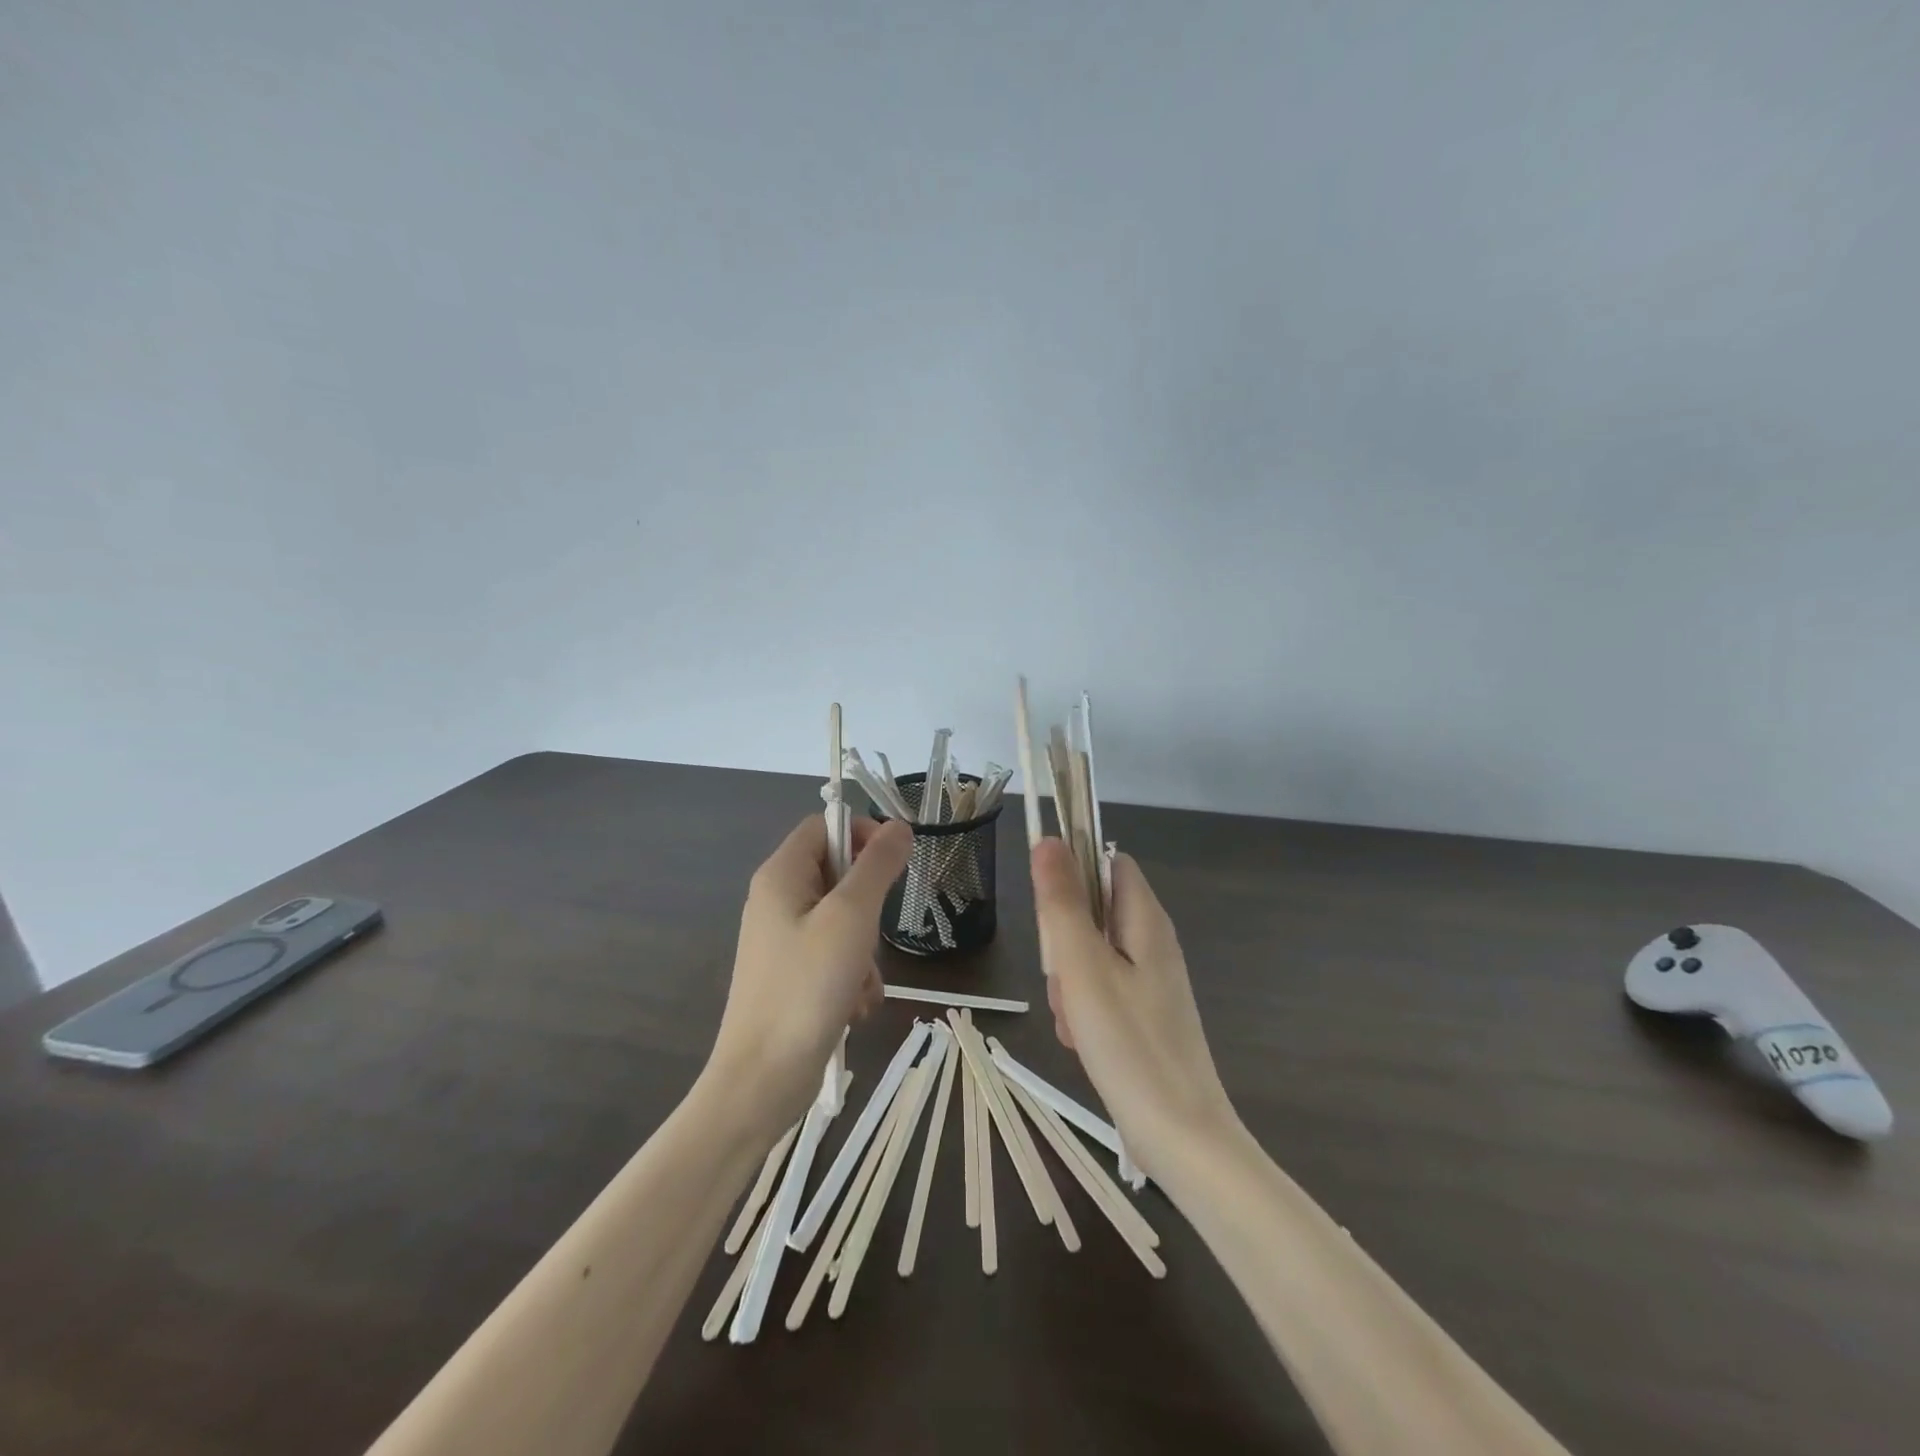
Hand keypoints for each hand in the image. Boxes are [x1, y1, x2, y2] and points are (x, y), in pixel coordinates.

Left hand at [704, 813, 912, 1139]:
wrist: (763, 1078)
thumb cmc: (806, 986)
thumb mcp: (850, 917)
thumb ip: (877, 866)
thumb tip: (899, 825)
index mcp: (781, 875)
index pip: (824, 826)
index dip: (861, 834)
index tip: (893, 863)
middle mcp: (777, 901)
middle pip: (837, 874)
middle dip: (867, 905)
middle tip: (872, 932)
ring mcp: (783, 940)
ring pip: (843, 920)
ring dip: (864, 949)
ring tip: (861, 980)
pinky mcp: (792, 975)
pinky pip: (834, 956)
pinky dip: (852, 976)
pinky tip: (854, 1006)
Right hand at [1031, 838, 1240, 1178]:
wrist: (1180, 1136)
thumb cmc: (1128, 1044)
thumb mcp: (1082, 966)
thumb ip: (1062, 901)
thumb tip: (1049, 840)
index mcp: (1145, 919)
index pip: (1107, 862)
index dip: (1073, 872)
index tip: (1049, 910)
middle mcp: (1152, 941)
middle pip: (1093, 910)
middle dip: (1064, 940)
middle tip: (1062, 980)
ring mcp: (1151, 980)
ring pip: (1091, 955)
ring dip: (1069, 981)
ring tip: (1073, 1020)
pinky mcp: (1145, 1014)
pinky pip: (1102, 990)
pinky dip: (1084, 1009)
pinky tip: (1083, 1041)